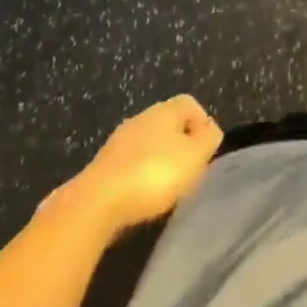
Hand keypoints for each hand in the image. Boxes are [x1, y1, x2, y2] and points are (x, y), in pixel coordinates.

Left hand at [59, 95, 223, 235]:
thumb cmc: (154, 174)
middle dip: (181, 144)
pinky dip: (140, 176)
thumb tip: (210, 130)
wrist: (97, 202)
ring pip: (148, 144)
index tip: (206, 150)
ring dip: (159, 161)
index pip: (190, 103)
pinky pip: (130, 164)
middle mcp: (141, 118)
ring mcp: (118, 141)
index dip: (202, 123)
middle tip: (189, 171)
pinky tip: (142, 197)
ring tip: (166, 188)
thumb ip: (209, 139)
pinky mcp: (103, 166)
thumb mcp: (195, 156)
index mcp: (164, 110)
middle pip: (168, 124)